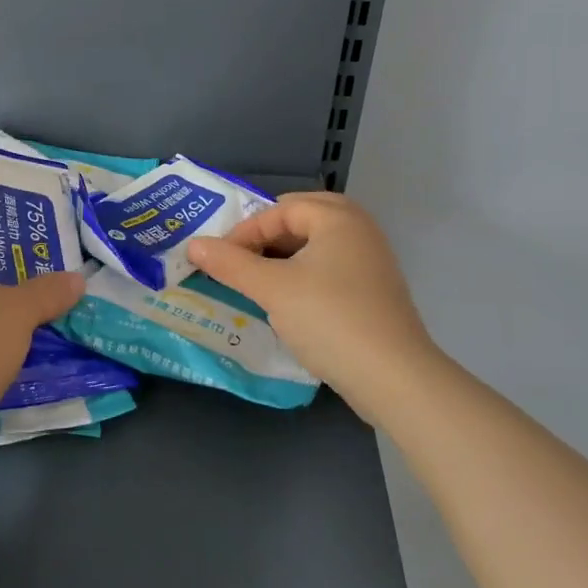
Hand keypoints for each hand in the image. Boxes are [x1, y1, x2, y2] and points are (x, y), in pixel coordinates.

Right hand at [185, 192, 436, 426]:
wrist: (394, 378)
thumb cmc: (329, 319)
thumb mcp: (272, 289)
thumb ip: (230, 264)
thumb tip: (193, 245)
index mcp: (338, 218)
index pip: (280, 209)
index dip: (245, 231)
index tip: (220, 260)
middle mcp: (360, 230)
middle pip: (302, 220)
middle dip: (267, 238)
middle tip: (241, 260)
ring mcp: (372, 262)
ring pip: (317, 247)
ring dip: (284, 259)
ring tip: (258, 282)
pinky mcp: (375, 293)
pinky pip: (331, 270)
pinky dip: (305, 277)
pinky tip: (289, 304)